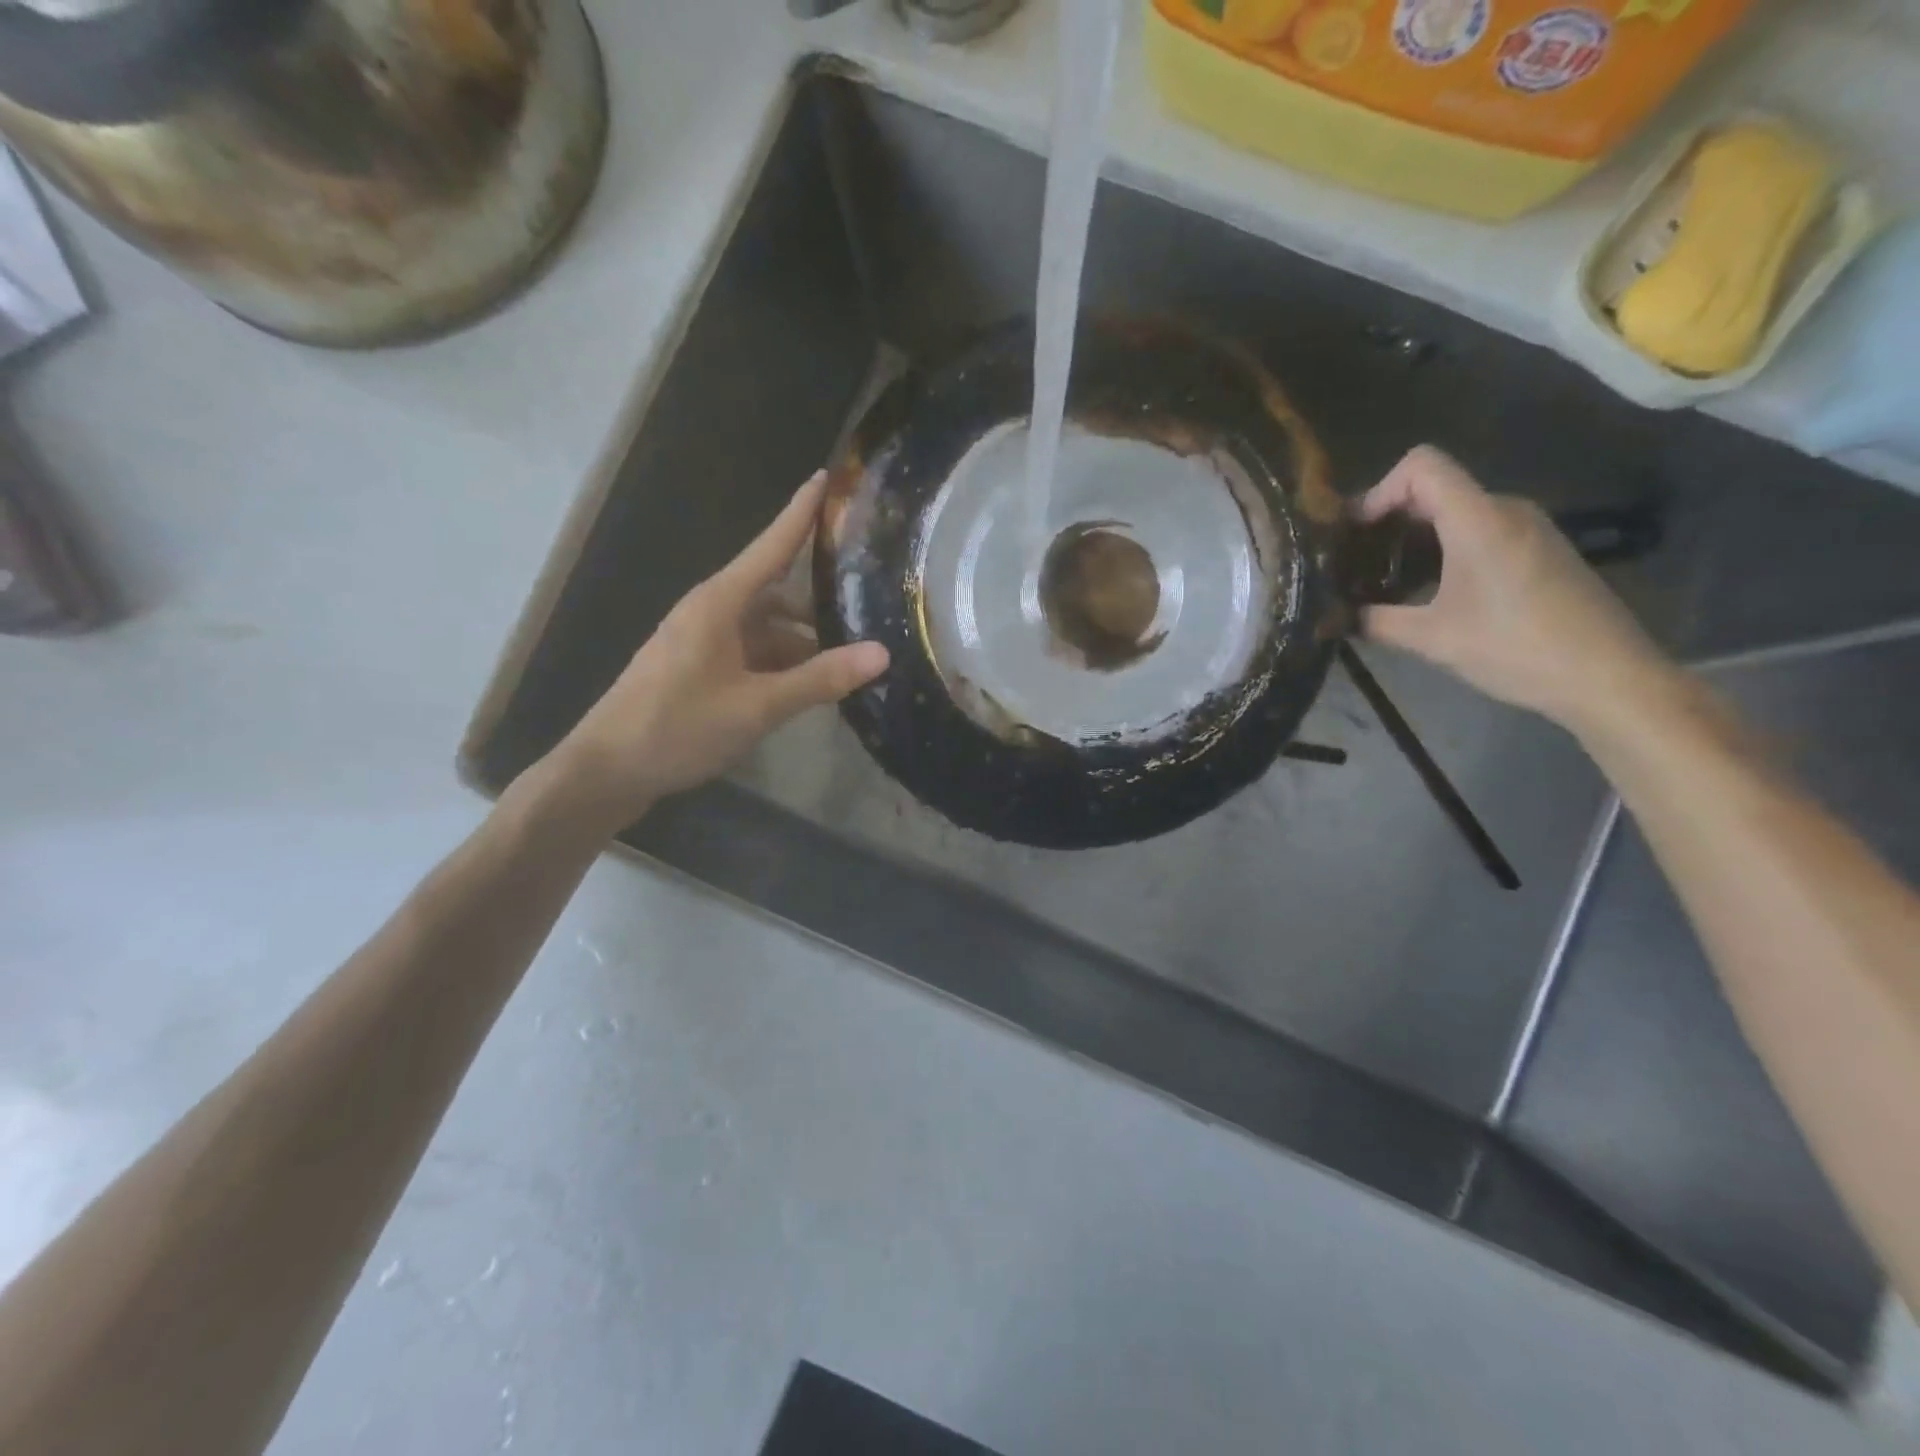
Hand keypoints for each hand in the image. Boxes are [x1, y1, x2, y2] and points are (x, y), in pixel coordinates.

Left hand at [541, 471, 887, 831]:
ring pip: (765, 629)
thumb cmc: (678, 726)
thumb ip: (819, 679)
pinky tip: (809, 688)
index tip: (826, 477)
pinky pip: (750, 654)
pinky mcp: (698, 670)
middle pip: (775, 591)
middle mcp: (711, 612)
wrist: (607, 771)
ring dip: (802, 643)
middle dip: (818, 602)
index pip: (771, 545)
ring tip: (850, 661)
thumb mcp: (757, 705)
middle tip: (869, 604)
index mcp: (720, 602)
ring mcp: (702, 642)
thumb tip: (881, 653)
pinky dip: (781, 665)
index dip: (800, 512)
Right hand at [1358, 446, 1674, 735]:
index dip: (1379, 489)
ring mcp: (1528, 527)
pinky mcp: (1539, 548)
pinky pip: (1479, 529)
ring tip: (1386, 579)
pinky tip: (1430, 591)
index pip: (1421, 465)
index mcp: (1478, 520)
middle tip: (1357, 562)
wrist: (1608, 676)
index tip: (1356, 533)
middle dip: (1389, 518)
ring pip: (1456, 510)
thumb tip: (1336, 618)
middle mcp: (1505, 510)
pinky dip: (1444, 548)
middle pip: (1434, 487)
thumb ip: (1377, 621)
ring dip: (1415, 537)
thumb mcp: (1433, 639)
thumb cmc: (1516, 649)